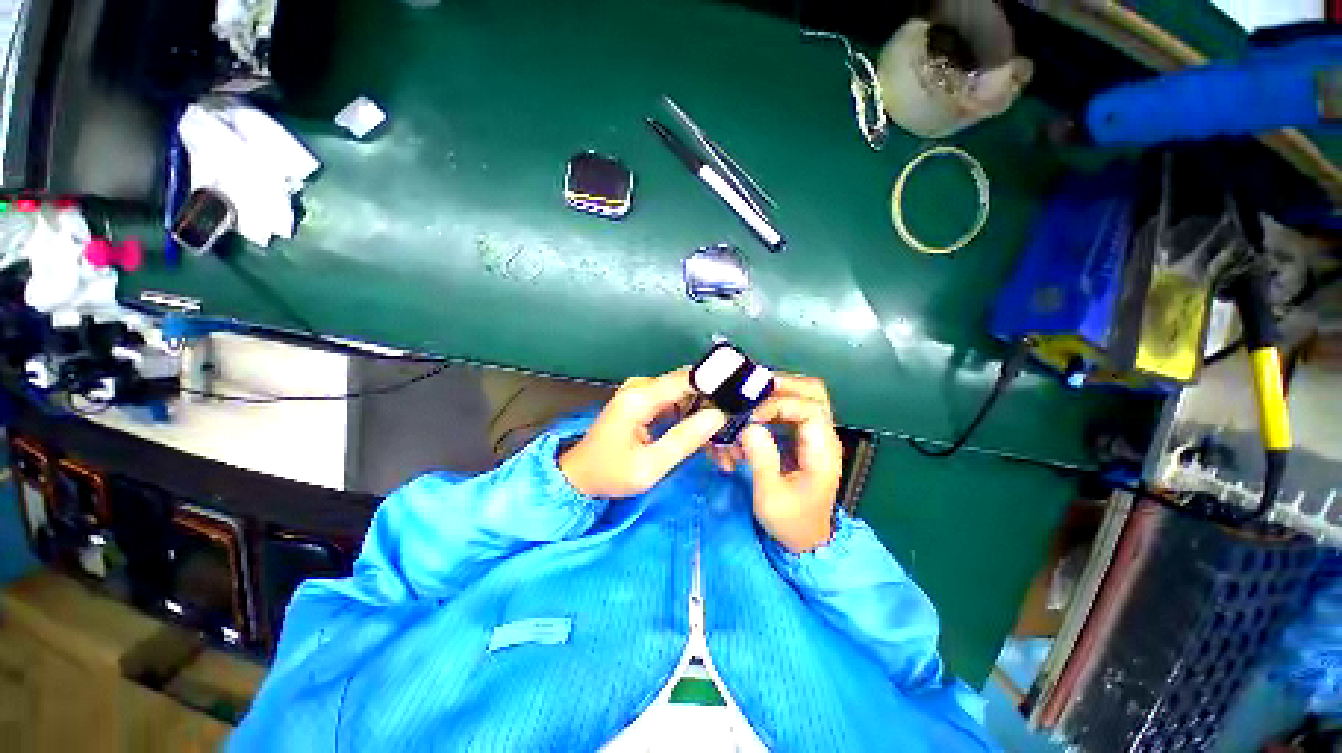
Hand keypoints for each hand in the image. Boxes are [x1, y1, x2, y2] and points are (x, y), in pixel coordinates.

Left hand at [559, 367, 725, 497]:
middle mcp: (641, 387)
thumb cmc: (610, 474)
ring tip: (723, 446)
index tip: (741, 402)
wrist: (580, 477)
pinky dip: (692, 420)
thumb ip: (684, 439)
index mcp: (639, 398)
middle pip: (689, 386)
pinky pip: (676, 404)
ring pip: (686, 396)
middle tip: (735, 433)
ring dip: (705, 417)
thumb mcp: (649, 466)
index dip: (717, 386)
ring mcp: (642, 392)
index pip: (687, 379)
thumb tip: (717, 416)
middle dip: (714, 408)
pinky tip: (705, 441)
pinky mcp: (645, 402)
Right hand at [737, 374, 842, 552]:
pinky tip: (755, 412)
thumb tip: (749, 426)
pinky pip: (791, 407)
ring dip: (777, 391)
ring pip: (804, 395)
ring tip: (750, 398)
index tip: (753, 414)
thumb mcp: (771, 496)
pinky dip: (773, 403)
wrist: (805, 539)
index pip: (810, 408)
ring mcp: (815, 434)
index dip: (780, 404)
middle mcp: (823, 436)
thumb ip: (762, 459)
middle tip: (752, 391)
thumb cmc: (790, 521)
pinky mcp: (803, 437)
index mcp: (822, 451)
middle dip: (782, 385)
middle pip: (813, 391)